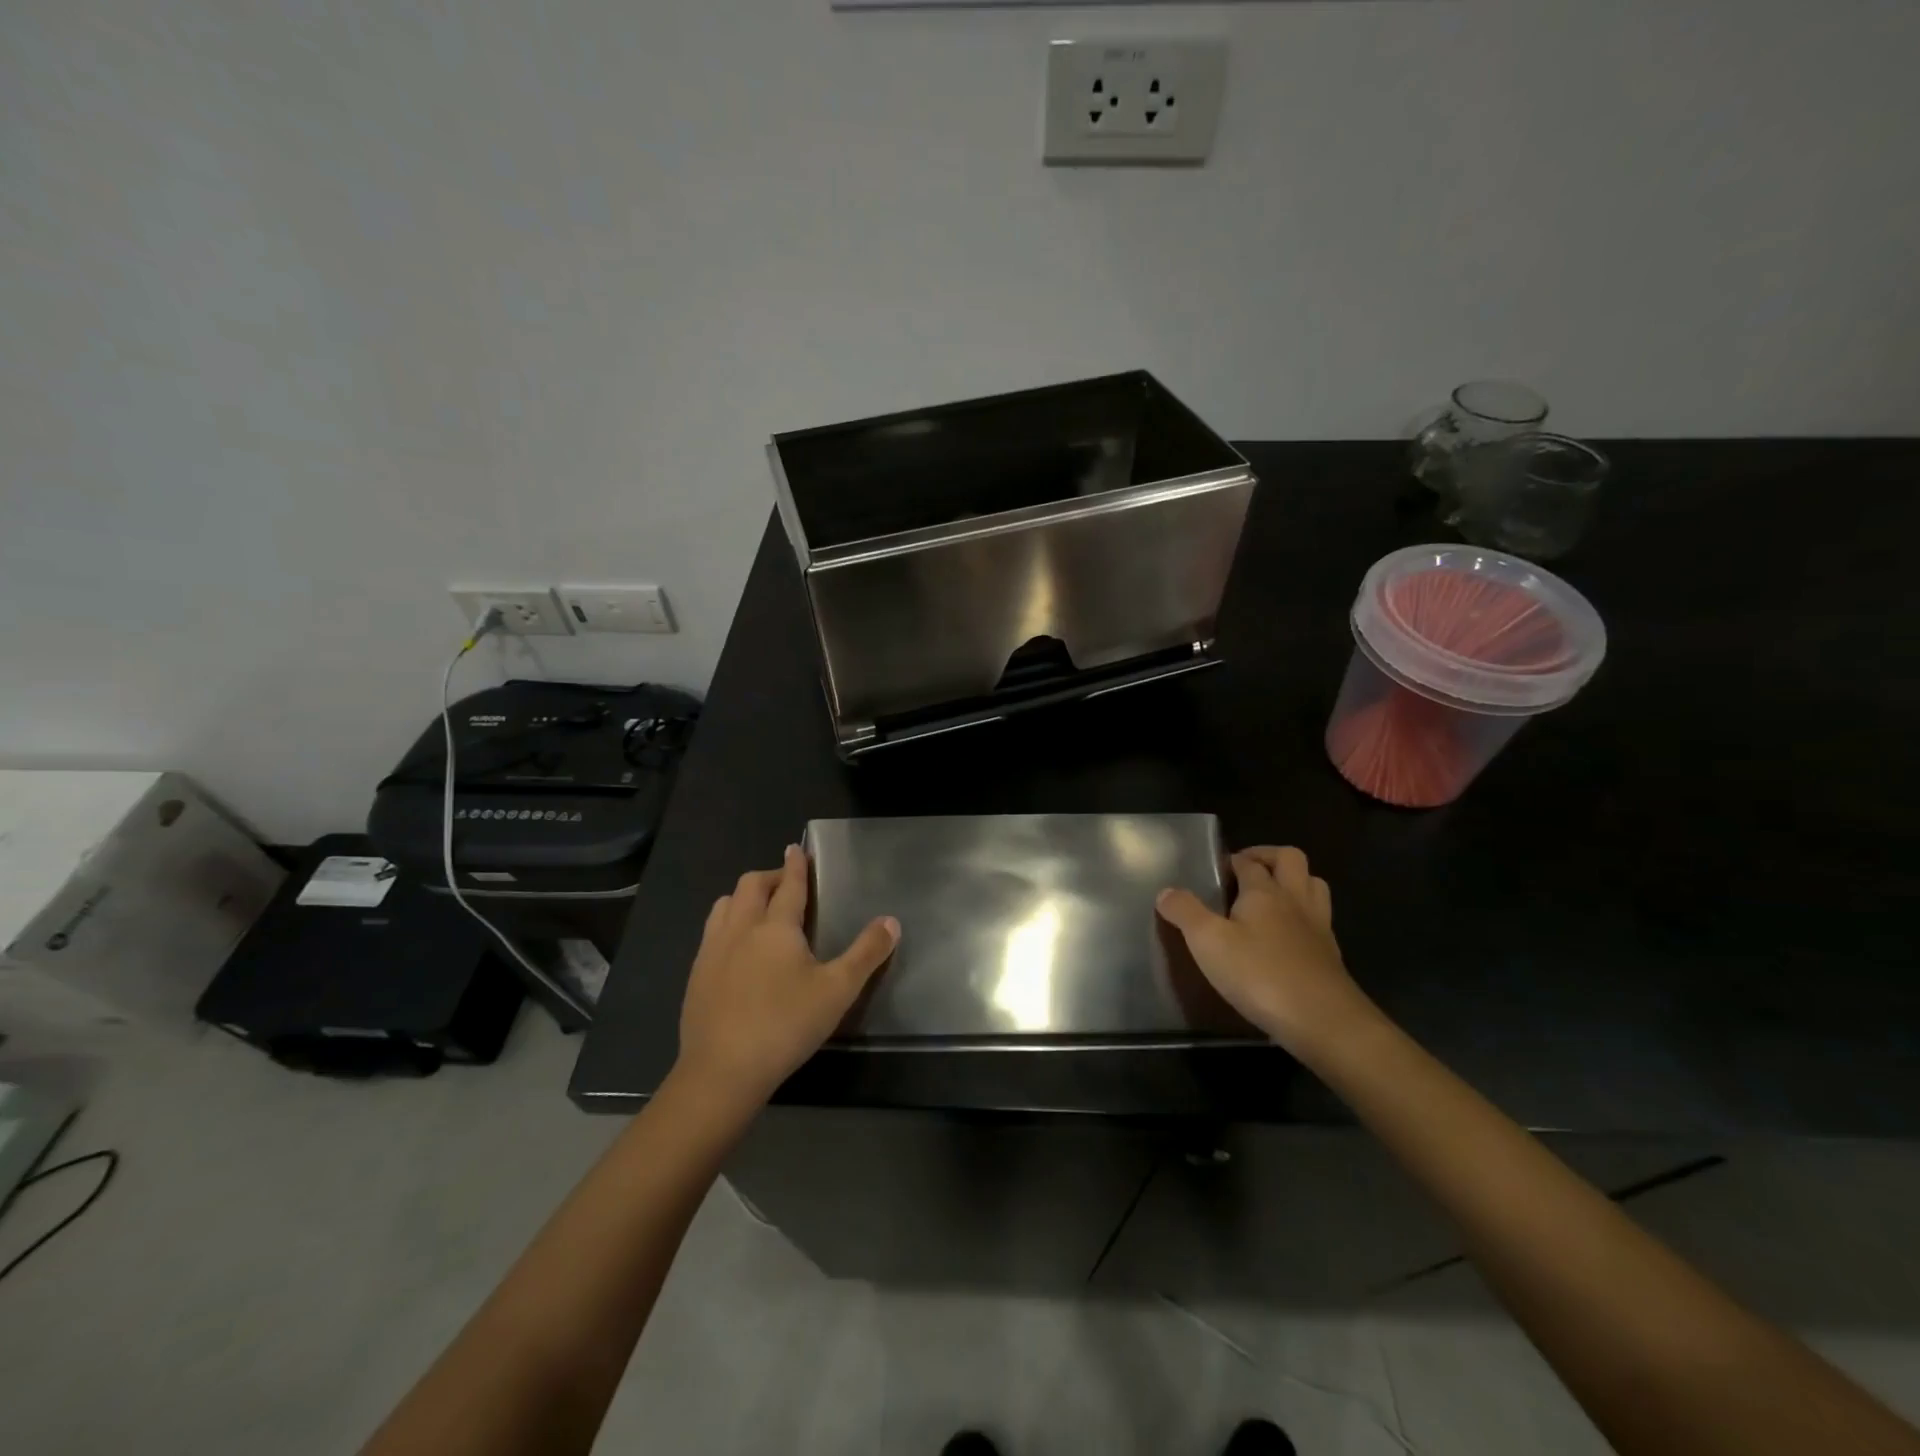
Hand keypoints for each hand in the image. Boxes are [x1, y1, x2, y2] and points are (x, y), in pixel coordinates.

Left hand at [674, 845, 898, 1110]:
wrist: (722, 1071)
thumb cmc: (786, 1025)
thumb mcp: (838, 990)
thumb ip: (867, 953)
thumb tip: (891, 921)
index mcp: (776, 926)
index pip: (788, 884)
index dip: (796, 865)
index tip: (796, 849)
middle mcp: (741, 928)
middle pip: (751, 885)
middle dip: (770, 876)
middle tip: (785, 882)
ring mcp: (713, 950)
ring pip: (725, 905)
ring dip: (744, 897)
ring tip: (758, 908)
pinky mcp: (696, 975)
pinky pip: (711, 932)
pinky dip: (727, 923)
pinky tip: (735, 948)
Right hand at [1157, 846, 1379, 1059]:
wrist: (1323, 1021)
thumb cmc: (1259, 974)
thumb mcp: (1208, 942)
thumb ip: (1185, 913)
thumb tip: (1166, 891)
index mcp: (1264, 891)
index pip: (1248, 862)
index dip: (1231, 860)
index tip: (1214, 869)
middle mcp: (1295, 900)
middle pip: (1291, 859)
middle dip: (1268, 857)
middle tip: (1245, 871)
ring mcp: (1318, 927)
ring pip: (1314, 885)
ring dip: (1294, 881)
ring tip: (1270, 896)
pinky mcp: (1330, 955)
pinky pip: (1320, 919)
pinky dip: (1304, 916)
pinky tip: (1286, 937)